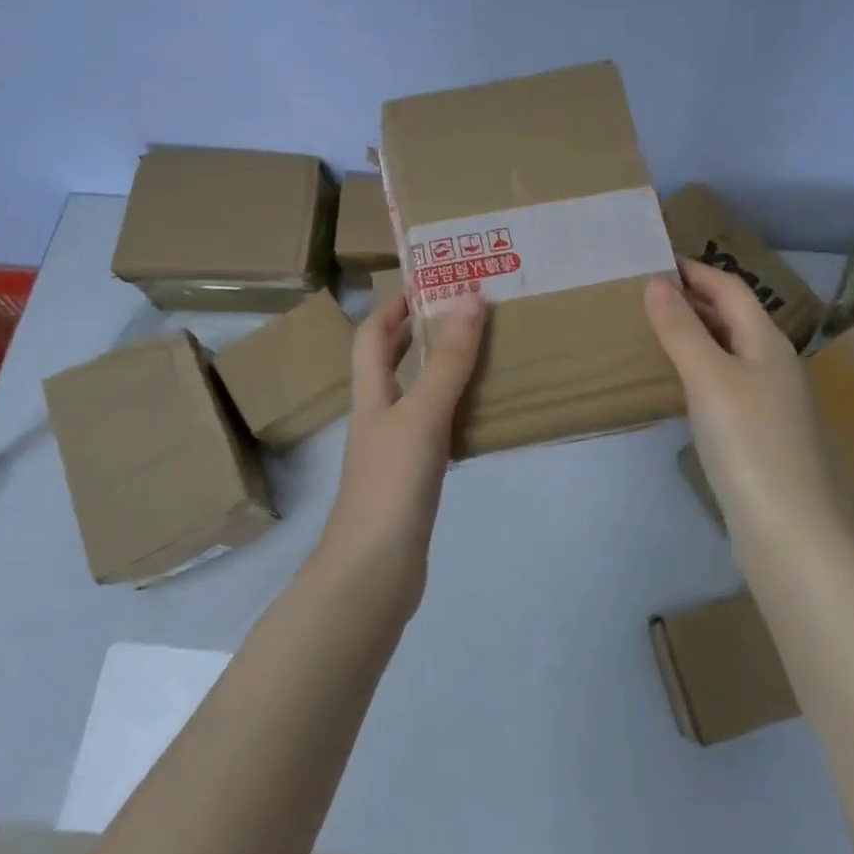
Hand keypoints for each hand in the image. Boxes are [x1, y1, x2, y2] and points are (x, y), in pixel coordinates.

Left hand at [319, 290, 487, 602]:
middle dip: (419, 332)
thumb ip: (448, 360)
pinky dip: (455, 411)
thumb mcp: (423, 414)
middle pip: (390, 362)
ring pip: (415, 395)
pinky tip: (481, 414)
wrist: (374, 570)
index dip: (393, 305)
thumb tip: (469, 298)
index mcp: (372, 394)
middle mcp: (379, 415)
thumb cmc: (392, 483)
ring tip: (481, 353)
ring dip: (441, 370)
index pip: (372, 336)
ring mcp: (394, 449)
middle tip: (463, 312)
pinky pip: (434, 429)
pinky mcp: (412, 478)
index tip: (428, 283)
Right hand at [644, 259, 847, 533]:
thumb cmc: (746, 440)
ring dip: (695, 330)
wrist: (785, 525)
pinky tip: (678, 379)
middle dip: (693, 297)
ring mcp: (770, 397)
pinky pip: (726, 377)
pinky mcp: (759, 428)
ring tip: (654, 327)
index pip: (730, 288)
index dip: (695, 270)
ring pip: (729, 347)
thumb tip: (656, 282)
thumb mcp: (708, 377)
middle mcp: (773, 362)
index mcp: (767, 341)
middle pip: (733, 315)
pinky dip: (700, 364)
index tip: (654, 260)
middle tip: (646, 291)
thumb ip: (681, 328)